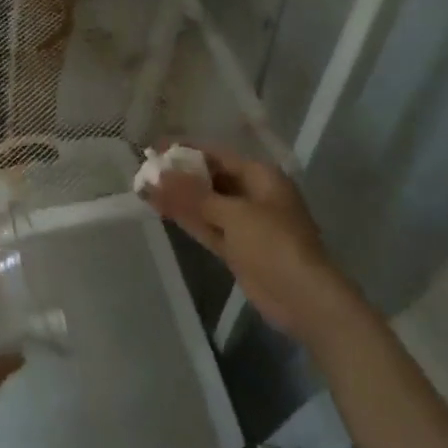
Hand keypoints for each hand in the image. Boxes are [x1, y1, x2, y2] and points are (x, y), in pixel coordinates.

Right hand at [141, 144, 346, 343]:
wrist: (304, 299)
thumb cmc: (274, 243)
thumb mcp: (233, 214)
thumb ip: (194, 195)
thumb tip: (157, 175)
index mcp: (260, 176)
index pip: (216, 155)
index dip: (185, 150)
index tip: (154, 148)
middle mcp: (253, 194)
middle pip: (210, 178)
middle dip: (179, 175)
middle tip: (144, 169)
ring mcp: (245, 224)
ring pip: (206, 204)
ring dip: (178, 198)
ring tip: (143, 188)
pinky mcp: (237, 249)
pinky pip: (207, 226)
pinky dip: (186, 218)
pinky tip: (160, 209)